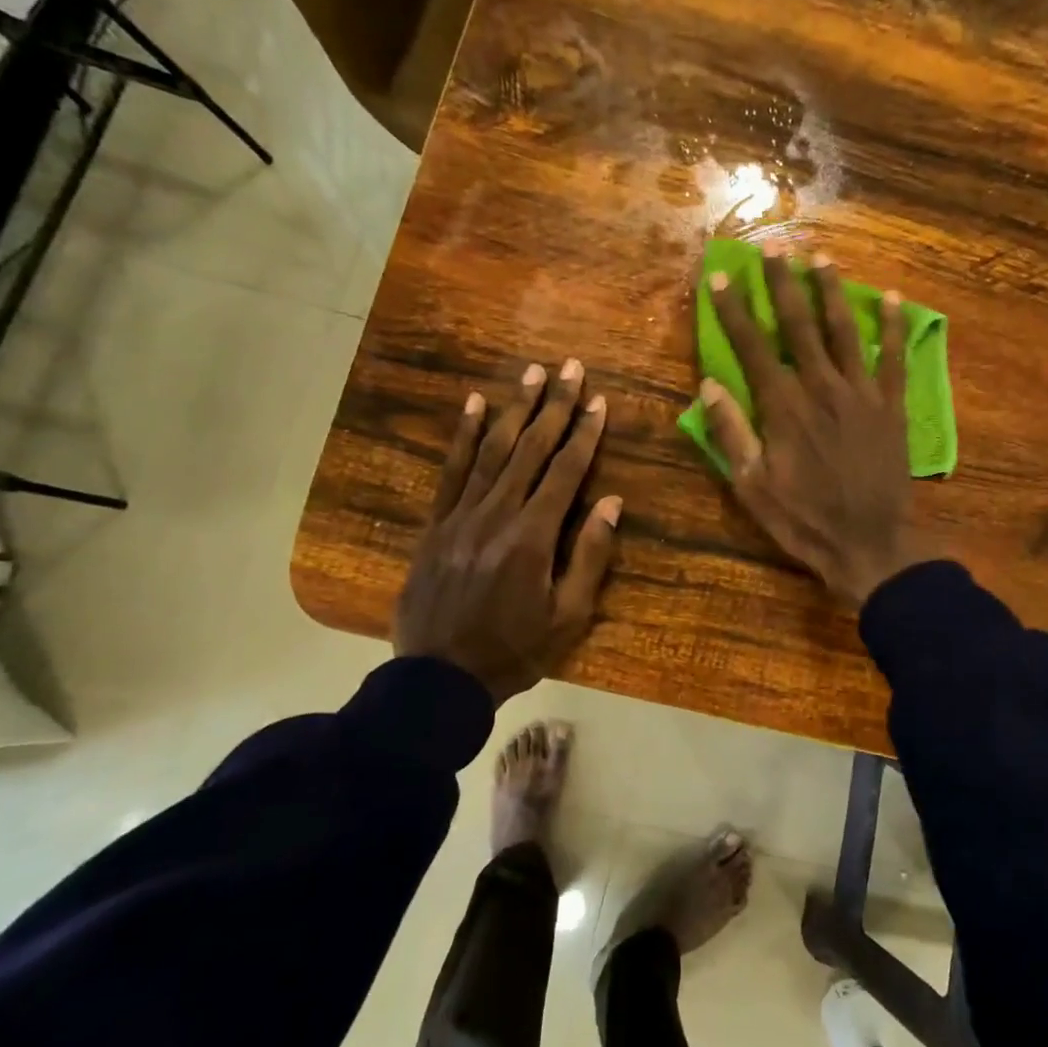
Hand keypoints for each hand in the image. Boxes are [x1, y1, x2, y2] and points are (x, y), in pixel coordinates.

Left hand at [393, 358, 621, 702]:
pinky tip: (475, 406)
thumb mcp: (568, 617)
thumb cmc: (514, 651)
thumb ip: (590, 557)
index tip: (598, 400)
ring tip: (531, 374)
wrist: (438, 679)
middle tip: (569, 367)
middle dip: (554, 406)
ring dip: (515, 409)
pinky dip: (465, 436)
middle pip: (531, 449)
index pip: (566, 472)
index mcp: (533, 537)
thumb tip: (611, 502)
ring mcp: (461, 516)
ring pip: (492, 451)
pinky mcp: (435, 524)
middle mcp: (497, 514)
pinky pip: (451, 471)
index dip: (584, 434)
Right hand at [698, 246, 927, 605]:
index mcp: (783, 407)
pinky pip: (894, 358)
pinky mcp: (892, 406)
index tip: (723, 276)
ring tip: (821, 257)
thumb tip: (709, 385)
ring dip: (831, 291)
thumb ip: (731, 433)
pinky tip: (891, 298)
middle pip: (799, 325)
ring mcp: (862, 394)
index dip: (735, 310)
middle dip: (783, 284)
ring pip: (844, 330)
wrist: (869, 544)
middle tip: (775, 248)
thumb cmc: (803, 519)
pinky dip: (893, 327)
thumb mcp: (752, 486)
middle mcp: (822, 388)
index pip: (752, 347)